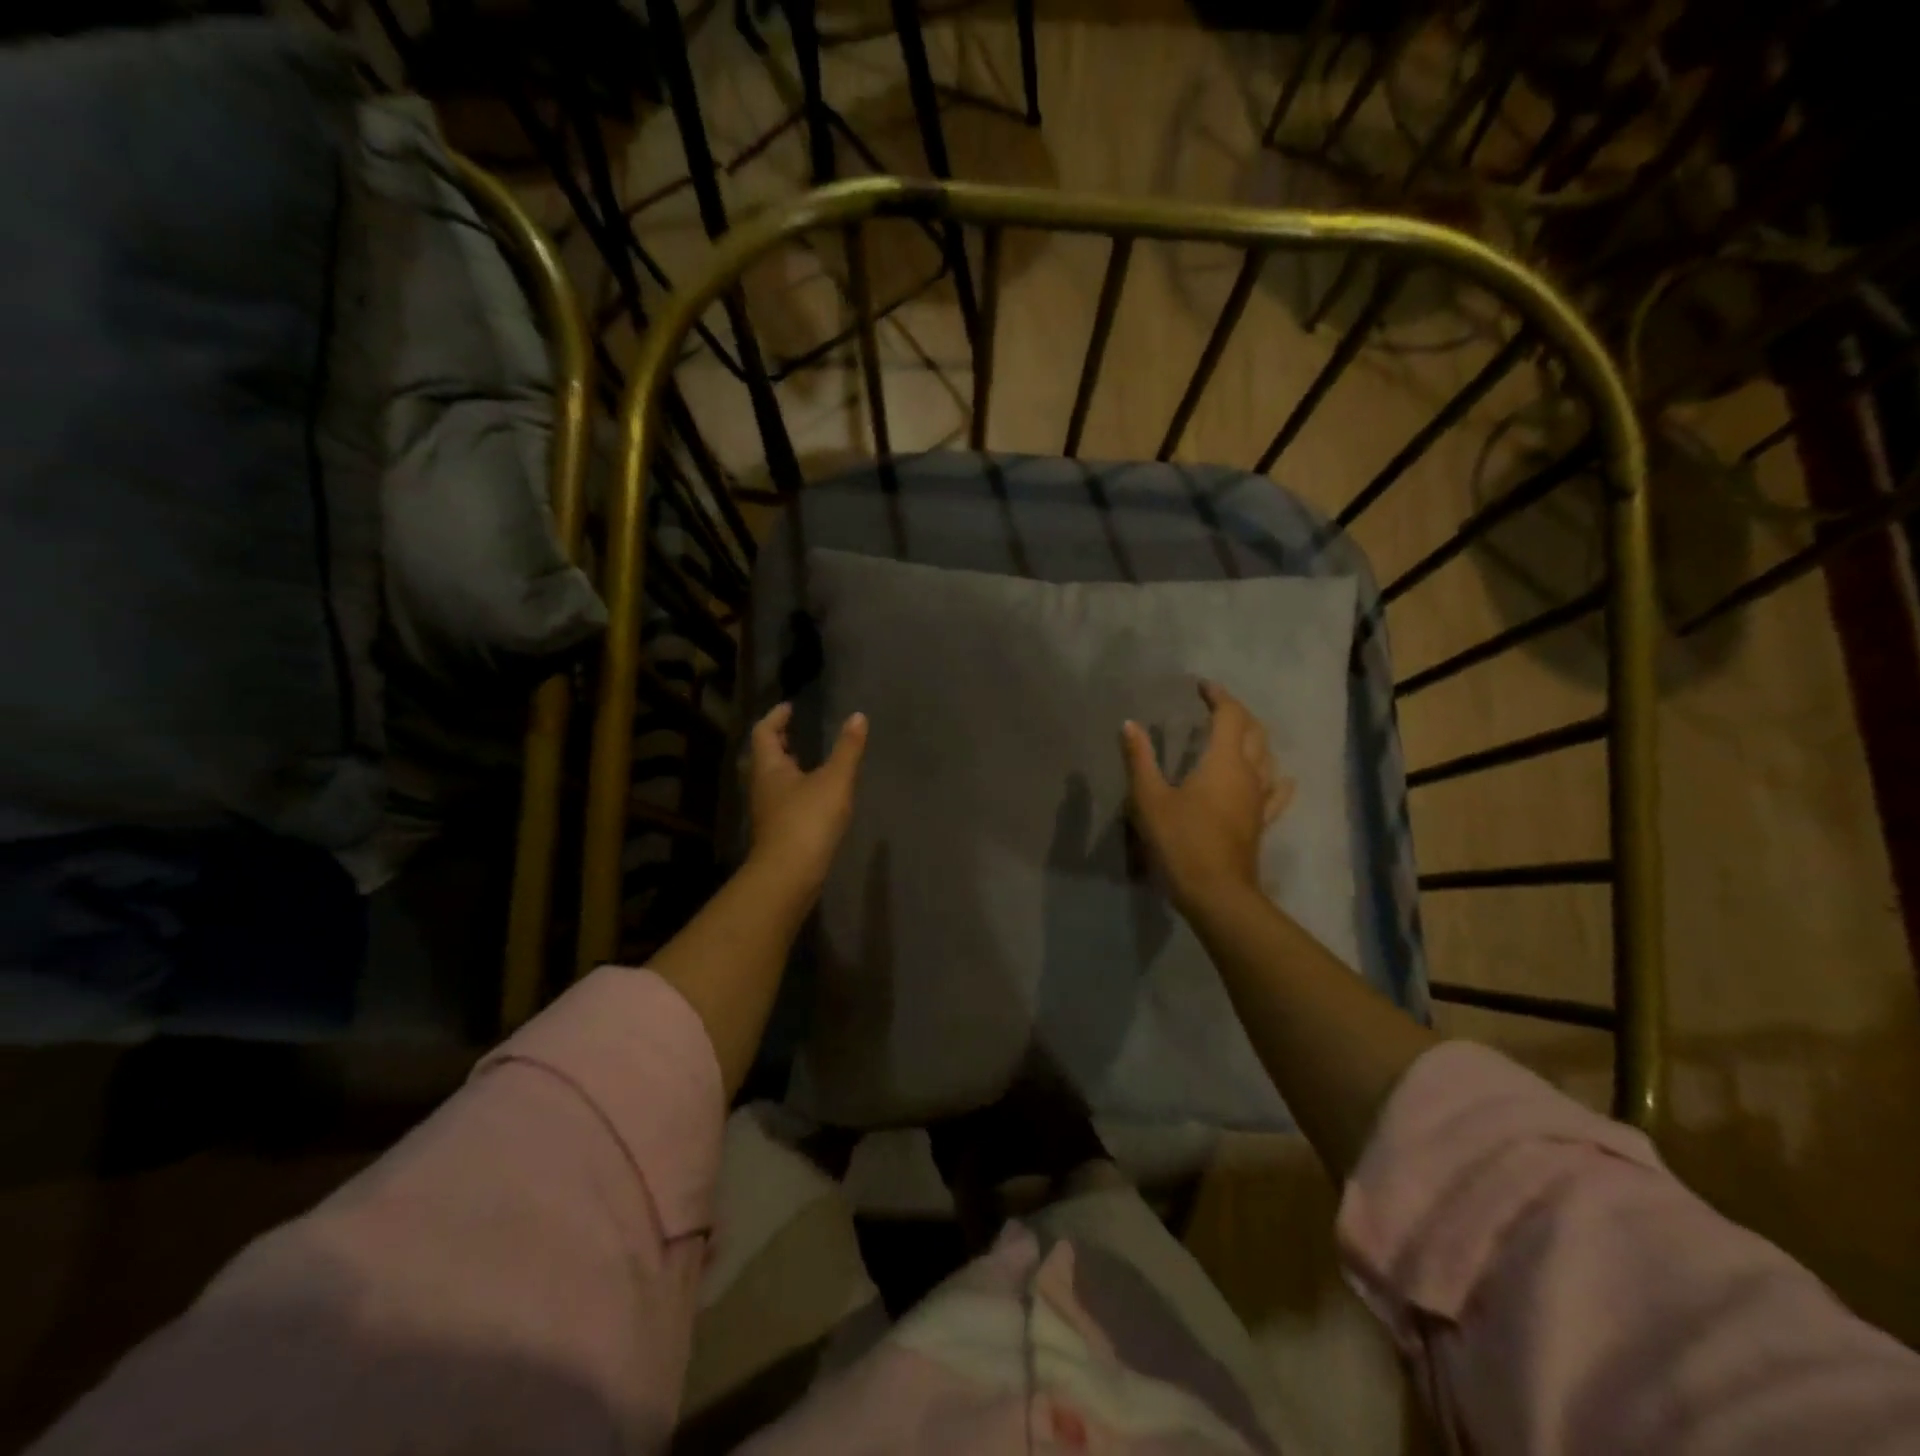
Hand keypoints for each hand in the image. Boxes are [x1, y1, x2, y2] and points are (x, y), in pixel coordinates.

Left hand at [748, 702, 867, 896]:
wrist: (790, 874)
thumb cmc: (808, 820)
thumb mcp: (835, 780)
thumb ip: (848, 749)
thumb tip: (858, 716)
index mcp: (769, 767)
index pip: (764, 732)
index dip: (776, 717)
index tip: (790, 707)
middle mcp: (762, 785)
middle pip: (766, 756)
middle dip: (781, 741)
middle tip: (797, 729)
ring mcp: (768, 810)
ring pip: (774, 779)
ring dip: (788, 765)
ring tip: (809, 758)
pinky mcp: (778, 830)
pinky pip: (784, 798)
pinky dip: (797, 787)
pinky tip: (815, 793)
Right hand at [1120, 680, 1292, 913]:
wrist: (1216, 892)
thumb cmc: (1181, 841)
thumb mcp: (1150, 799)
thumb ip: (1140, 759)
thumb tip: (1129, 724)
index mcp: (1224, 761)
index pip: (1229, 715)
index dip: (1218, 696)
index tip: (1202, 686)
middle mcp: (1249, 773)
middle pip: (1254, 731)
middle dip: (1237, 713)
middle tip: (1216, 706)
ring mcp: (1259, 799)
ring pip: (1267, 757)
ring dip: (1255, 739)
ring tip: (1237, 734)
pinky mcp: (1261, 822)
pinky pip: (1275, 792)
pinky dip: (1275, 778)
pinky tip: (1279, 777)